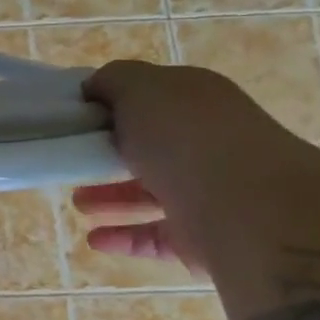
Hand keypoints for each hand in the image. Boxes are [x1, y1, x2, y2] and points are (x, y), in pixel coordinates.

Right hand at [74, 61, 311, 273]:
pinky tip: (95, 238)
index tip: (74, 118)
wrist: (245, 206)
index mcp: (198, 102)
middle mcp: (207, 142)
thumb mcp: (141, 89)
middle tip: (74, 161)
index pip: (153, 98)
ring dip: (112, 197)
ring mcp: (207, 190)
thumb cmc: (186, 138)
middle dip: (108, 155)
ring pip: (150, 193)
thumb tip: (95, 88)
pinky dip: (124, 236)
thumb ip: (114, 80)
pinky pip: (155, 235)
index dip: (113, 105)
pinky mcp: (201, 234)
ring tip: (78, 203)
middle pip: (150, 147)